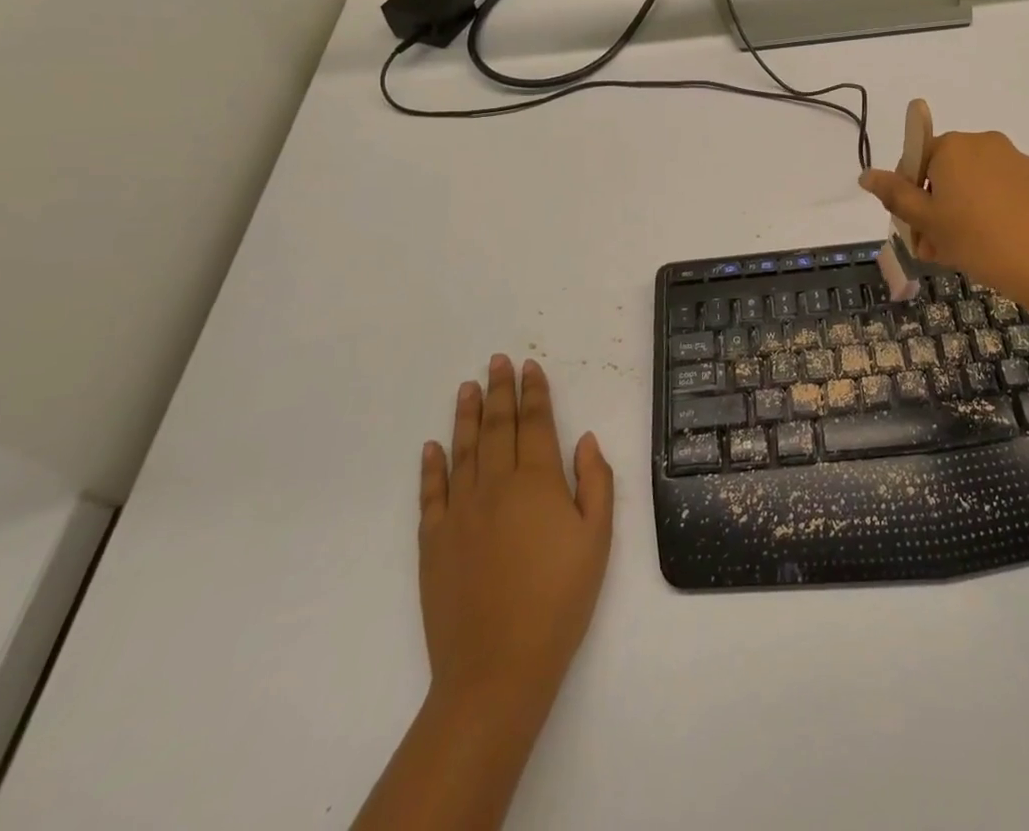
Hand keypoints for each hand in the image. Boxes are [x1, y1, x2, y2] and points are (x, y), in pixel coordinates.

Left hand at [417, 356, 613, 721]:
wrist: (497, 668)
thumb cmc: (559, 600)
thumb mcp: (597, 539)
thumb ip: (595, 481)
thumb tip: (584, 438)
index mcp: (538, 483)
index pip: (536, 423)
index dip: (534, 392)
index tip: (530, 366)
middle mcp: (495, 486)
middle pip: (498, 427)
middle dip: (500, 391)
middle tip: (497, 360)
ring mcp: (459, 513)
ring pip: (463, 450)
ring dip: (467, 415)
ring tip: (468, 386)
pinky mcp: (433, 542)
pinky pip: (431, 493)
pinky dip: (431, 466)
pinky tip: (432, 446)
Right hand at [860, 127, 1028, 308]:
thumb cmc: (982, 240)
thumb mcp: (930, 222)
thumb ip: (895, 196)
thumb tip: (866, 174)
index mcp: (953, 147)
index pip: (915, 163)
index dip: (910, 200)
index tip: (917, 235)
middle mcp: (984, 144)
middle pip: (944, 175)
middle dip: (935, 212)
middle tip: (937, 252)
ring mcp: (1016, 161)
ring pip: (973, 189)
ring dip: (960, 218)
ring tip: (966, 257)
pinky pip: (1001, 195)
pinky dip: (990, 217)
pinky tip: (996, 251)